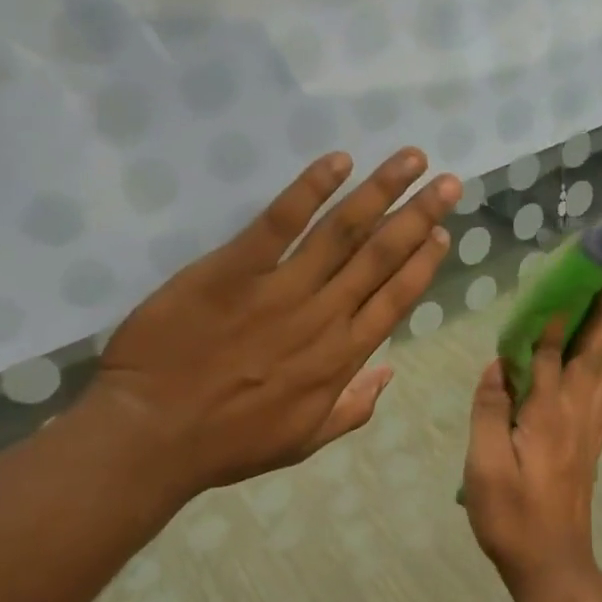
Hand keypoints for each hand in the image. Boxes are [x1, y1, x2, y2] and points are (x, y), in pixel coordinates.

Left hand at [91, 148, 460, 502]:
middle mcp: (323, 317)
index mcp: (340, 359)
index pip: (395, 300)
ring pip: (342, 232)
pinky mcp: (234, 268)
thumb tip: (388, 373)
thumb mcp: (302, 441)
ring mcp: (280, 289)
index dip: (422, 263)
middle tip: (449, 182)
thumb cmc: (227, 442)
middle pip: (380, 258)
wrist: (152, 433)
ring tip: (411, 159)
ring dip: (381, 192)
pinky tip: (339, 161)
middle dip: (419, 216)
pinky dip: (310, 189)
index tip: (443, 232)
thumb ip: (351, 408)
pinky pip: (279, 222)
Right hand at [463, 281, 601, 601]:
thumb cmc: (511, 518)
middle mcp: (573, 415)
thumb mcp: (485, 467)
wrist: (552, 564)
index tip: (569, 278)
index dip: (557, 316)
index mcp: (544, 415)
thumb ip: (490, 413)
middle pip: (590, 356)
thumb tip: (498, 365)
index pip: (551, 355)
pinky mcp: (592, 448)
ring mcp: (588, 432)